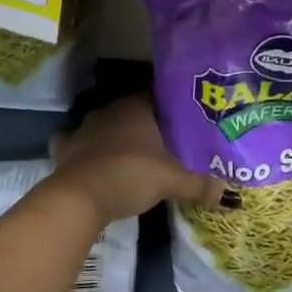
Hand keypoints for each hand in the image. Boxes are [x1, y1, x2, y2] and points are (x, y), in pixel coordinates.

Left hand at [49, 93, 224, 223]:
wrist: (78, 199)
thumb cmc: (129, 175)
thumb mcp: (172, 181)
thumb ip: (199, 184)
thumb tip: (225, 192)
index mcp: (135, 106)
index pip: (158, 92)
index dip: (173, 102)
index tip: (187, 114)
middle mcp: (109, 109)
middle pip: (133, 108)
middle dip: (148, 120)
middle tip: (167, 135)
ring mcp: (84, 127)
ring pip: (106, 123)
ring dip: (117, 133)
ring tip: (135, 148)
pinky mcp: (66, 148)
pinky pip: (78, 141)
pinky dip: (86, 147)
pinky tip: (94, 156)